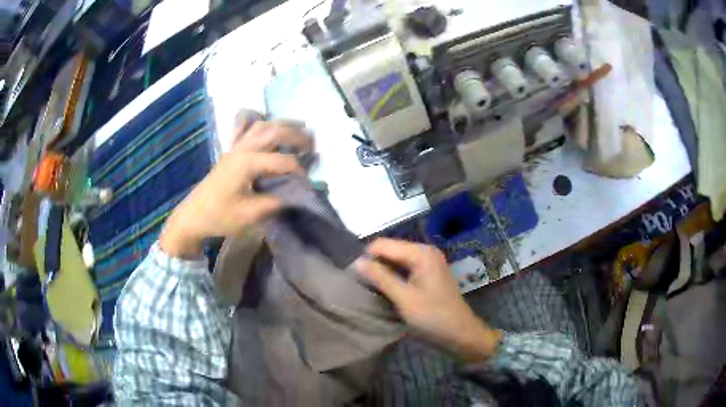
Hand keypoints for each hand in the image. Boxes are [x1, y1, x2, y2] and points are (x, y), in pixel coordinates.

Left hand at [160, 120, 312, 257]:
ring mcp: (235, 148)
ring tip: (298, 130)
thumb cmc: (219, 216)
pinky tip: (265, 126)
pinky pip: (245, 129)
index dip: (299, 170)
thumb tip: (295, 195)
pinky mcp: (230, 152)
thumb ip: (275, 202)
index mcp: (247, 163)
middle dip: (297, 135)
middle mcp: (242, 149)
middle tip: (313, 146)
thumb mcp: (250, 215)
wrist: (193, 216)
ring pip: (261, 125)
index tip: (307, 184)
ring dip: (282, 125)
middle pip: (274, 131)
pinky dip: (258, 124)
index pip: (282, 160)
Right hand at [356, 238, 502, 360]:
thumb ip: (381, 278)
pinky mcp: (428, 273)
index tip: (353, 276)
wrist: (461, 334)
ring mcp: (428, 262)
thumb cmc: (433, 318)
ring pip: (395, 260)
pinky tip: (384, 289)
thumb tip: (357, 261)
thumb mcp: (404, 299)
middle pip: (390, 250)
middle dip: (374, 263)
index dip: (367, 257)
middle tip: (359, 283)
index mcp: (421, 253)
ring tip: (368, 287)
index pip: (383, 244)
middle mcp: (425, 252)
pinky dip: (392, 276)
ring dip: (382, 271)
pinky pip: (403, 268)